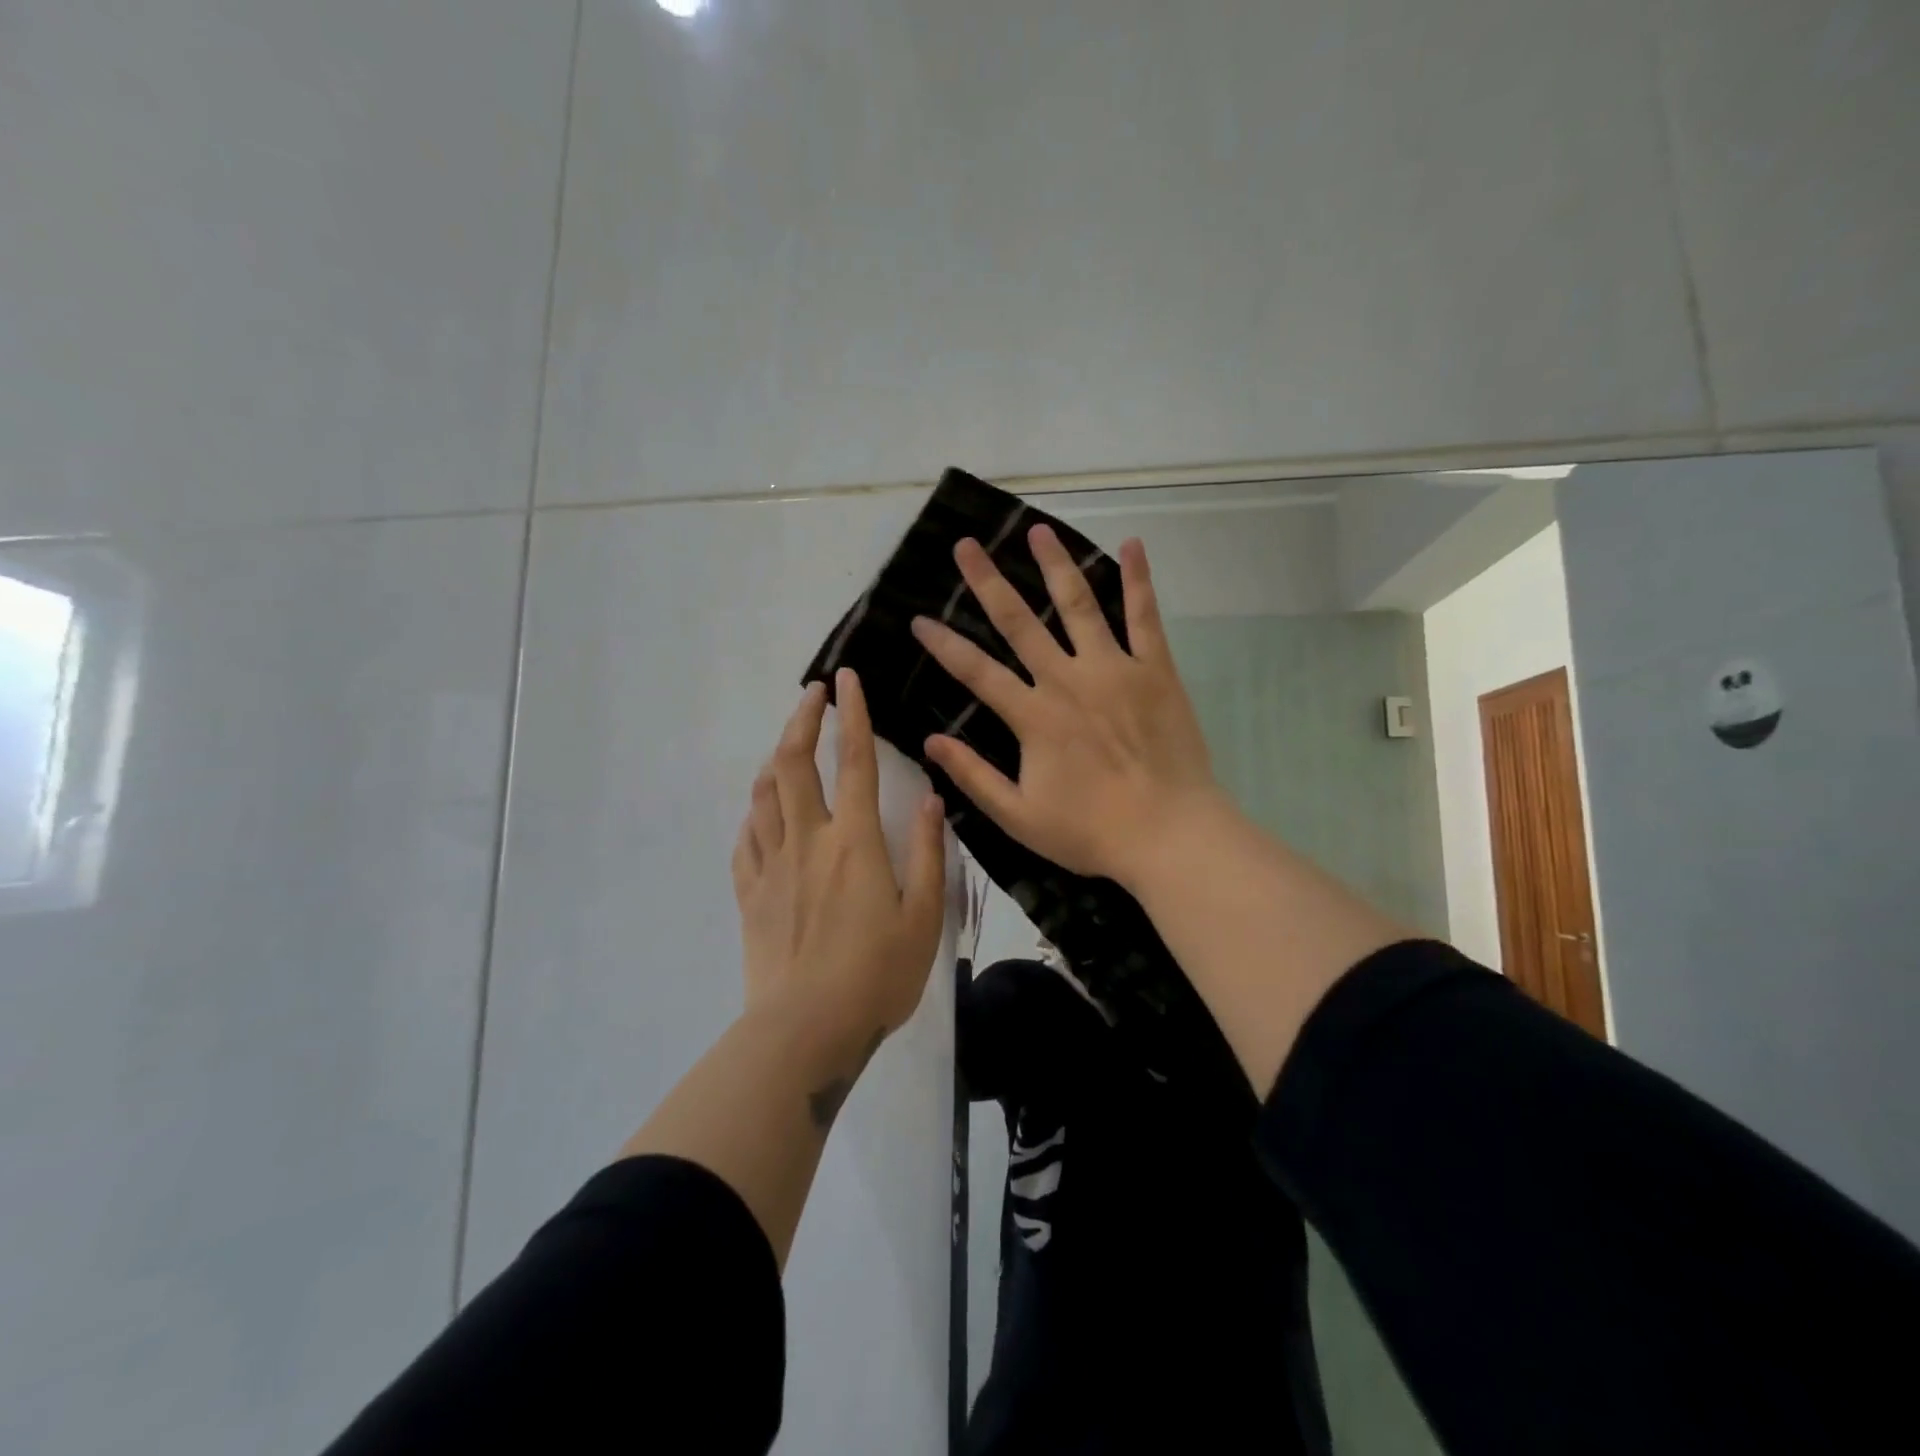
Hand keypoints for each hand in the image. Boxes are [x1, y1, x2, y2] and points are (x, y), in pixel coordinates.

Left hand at [732, 670, 947, 1059]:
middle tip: (812, 694)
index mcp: (855, 842)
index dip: (852, 716)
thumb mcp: (922, 917)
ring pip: (764, 795)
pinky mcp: (749, 894)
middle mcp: (808, 840)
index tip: (846, 679)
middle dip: (801, 720)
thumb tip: (930, 800)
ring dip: (774, 759)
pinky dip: (755, 813)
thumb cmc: (876, 975)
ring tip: (787, 745)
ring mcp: (771, 866)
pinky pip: (746, 839)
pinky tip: (762, 811)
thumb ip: (927, 853)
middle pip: (794, 764)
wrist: (805, 1030)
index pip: (854, 762)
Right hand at [911, 525, 1226, 890]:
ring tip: (1037, 531)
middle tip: (966, 546)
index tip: (918, 619)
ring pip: (1078, 605)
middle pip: (1019, 622)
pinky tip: (1131, 544)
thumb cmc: (1092, 831)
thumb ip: (974, 776)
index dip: (944, 645)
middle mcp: (1067, 680)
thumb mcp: (1018, 816)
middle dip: (988, 582)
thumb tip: (930, 741)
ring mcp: (1114, 670)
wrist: (1170, 835)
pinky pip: (1145, 617)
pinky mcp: (1155, 670)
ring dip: (1055, 565)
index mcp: (1033, 716)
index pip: (976, 671)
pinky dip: (1138, 580)